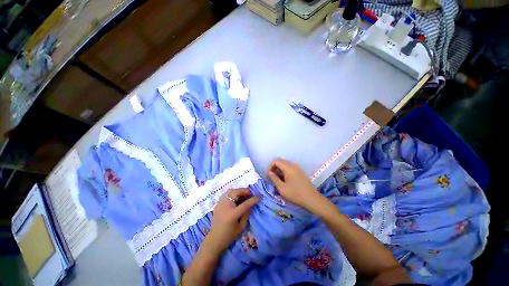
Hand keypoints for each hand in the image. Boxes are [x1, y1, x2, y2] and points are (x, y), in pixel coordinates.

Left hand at [207, 188, 258, 251]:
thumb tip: (250, 204)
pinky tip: (236, 197)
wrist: (214, 240)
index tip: (258, 197)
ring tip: (243, 194)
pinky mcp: (217, 204)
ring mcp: (220, 203)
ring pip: (230, 191)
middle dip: (244, 191)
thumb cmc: (229, 235)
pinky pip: (226, 194)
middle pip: (236, 192)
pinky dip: (232, 193)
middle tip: (249, 193)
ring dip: (238, 191)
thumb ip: (246, 214)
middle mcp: (225, 206)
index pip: (245, 204)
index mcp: (233, 214)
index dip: (252, 200)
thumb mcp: (241, 226)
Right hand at [267, 158, 321, 209]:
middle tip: (272, 177)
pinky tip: (284, 179)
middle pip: (280, 161)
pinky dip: (284, 170)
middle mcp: (293, 165)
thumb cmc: (295, 194)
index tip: (269, 175)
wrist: (311, 198)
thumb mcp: (282, 188)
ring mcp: (297, 167)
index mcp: (288, 168)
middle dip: (274, 167)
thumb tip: (269, 172)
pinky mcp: (299, 171)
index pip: (276, 161)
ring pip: (284, 164)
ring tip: (277, 179)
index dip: (270, 166)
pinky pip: (289, 167)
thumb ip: (274, 178)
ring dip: (279, 169)